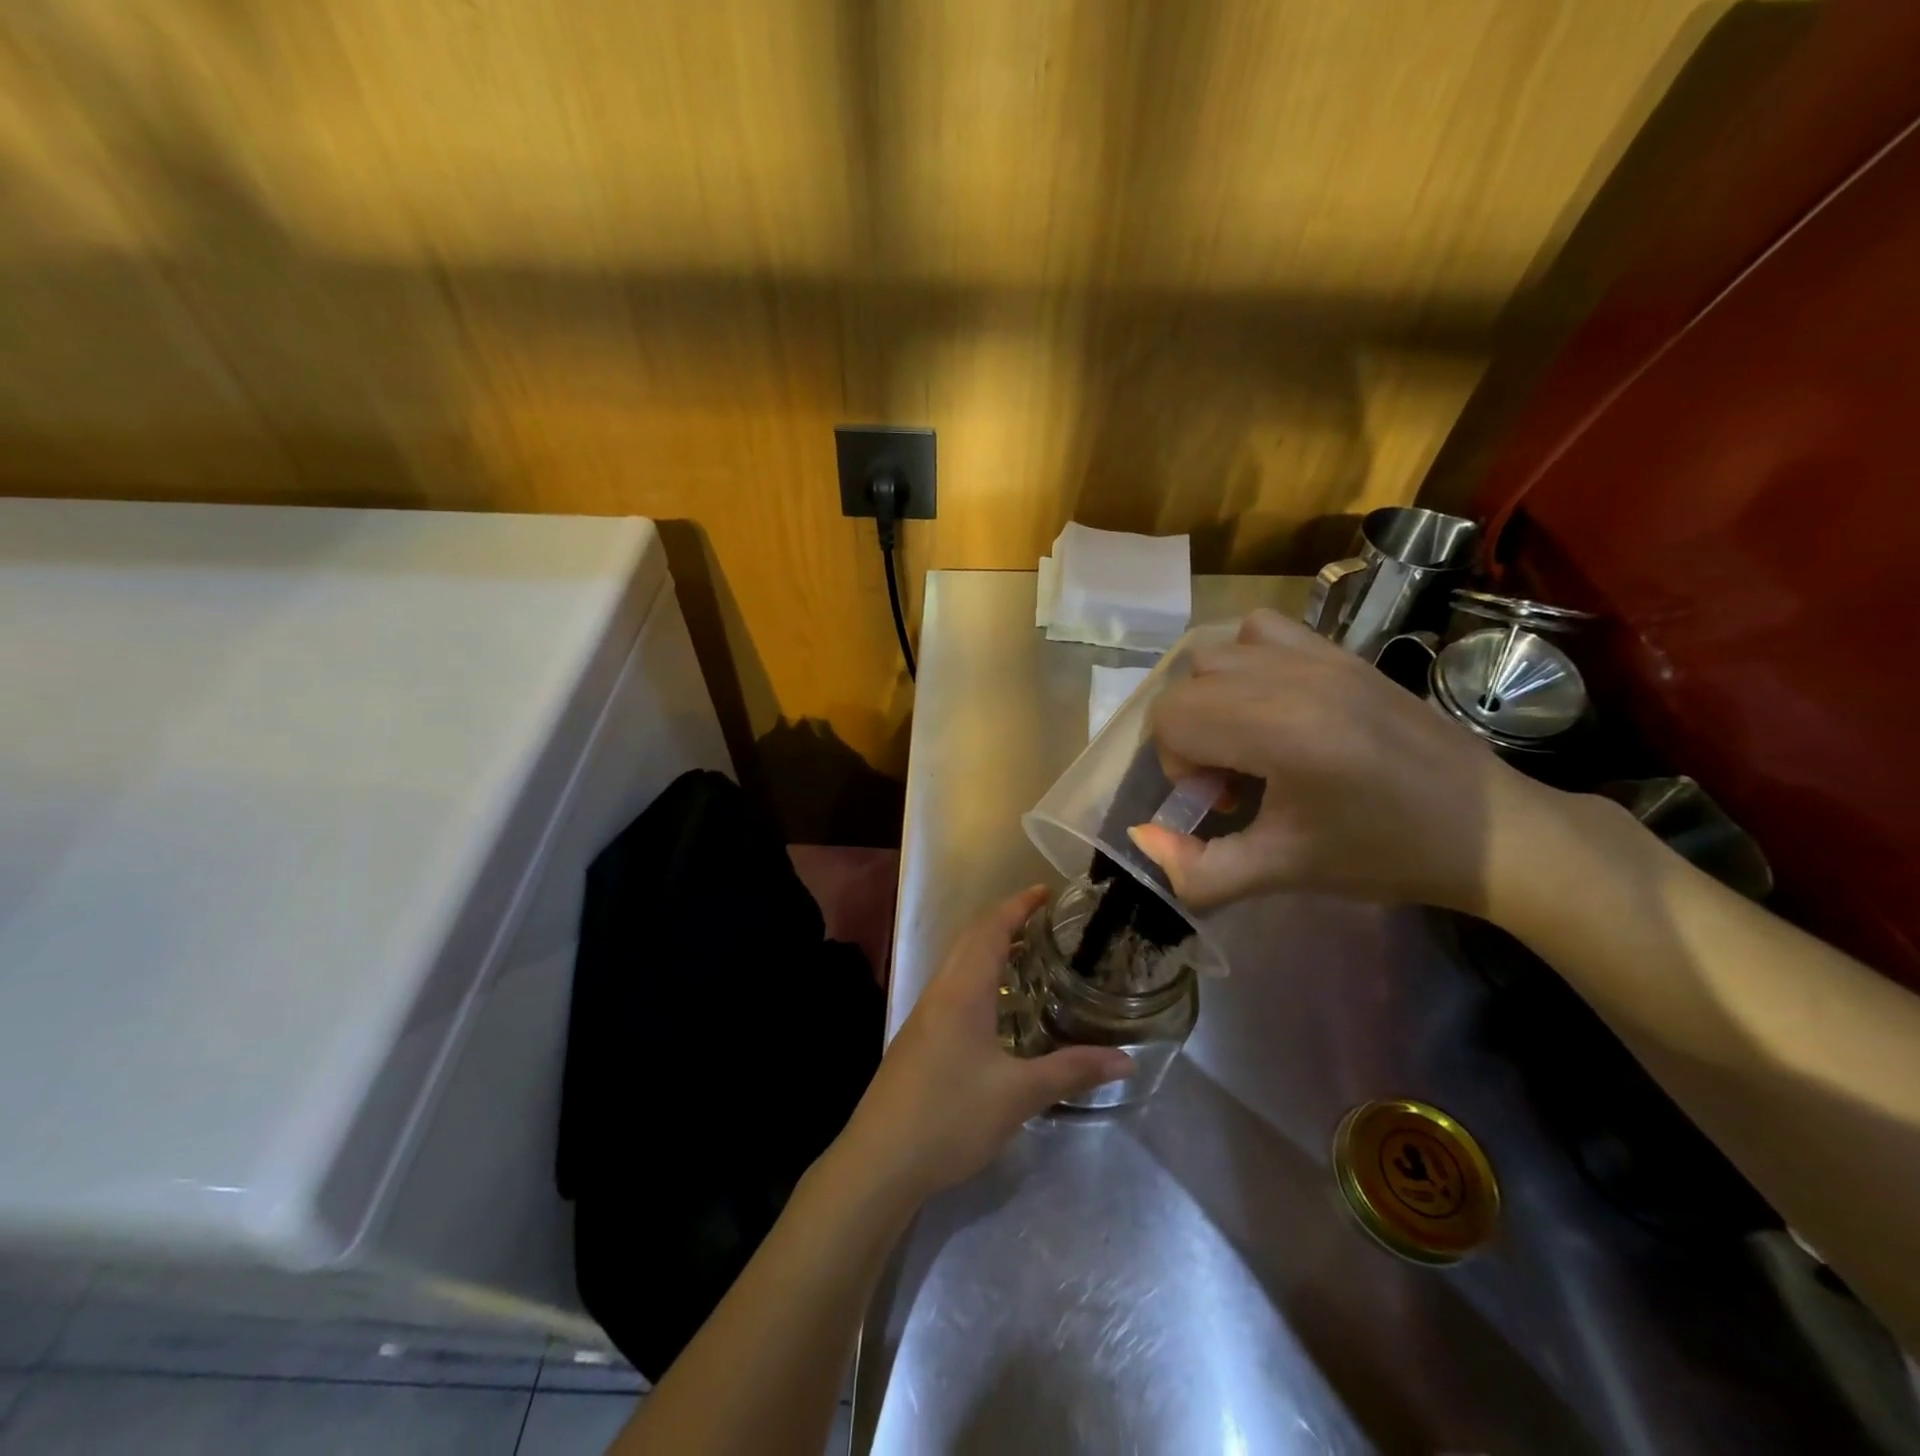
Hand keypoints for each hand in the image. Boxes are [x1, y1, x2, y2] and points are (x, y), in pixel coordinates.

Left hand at [839, 888, 1134, 1200]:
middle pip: (971, 939)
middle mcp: (940, 992)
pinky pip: (952, 988)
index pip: (991, 930)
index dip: (1017, 906)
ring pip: (958, 964)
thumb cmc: (950, 1116)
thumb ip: (1072, 1072)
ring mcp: (924, 1016)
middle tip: (1043, 919)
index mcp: (963, 991)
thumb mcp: (1018, 1095)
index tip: (1045, 891)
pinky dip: (978, 977)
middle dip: (1004, 920)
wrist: (879, 1160)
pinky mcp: (917, 1039)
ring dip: (989, 948)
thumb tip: (1127, 1060)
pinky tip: (996, 1008)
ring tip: (1026, 955)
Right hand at [1130, 608, 1544, 912]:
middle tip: (1233, 781)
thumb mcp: (1283, 873)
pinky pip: (1262, 630)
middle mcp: (1292, 677)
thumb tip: (1142, 839)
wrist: (1491, 830)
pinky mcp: (1342, 651)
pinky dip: (1246, 662)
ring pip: (1216, 654)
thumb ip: (1198, 870)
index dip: (1176, 765)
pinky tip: (1274, 704)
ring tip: (1250, 740)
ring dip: (1212, 698)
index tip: (1220, 801)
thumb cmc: (1385, 853)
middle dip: (1189, 737)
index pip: (1171, 718)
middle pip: (1185, 685)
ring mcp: (1320, 655)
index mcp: (1279, 730)